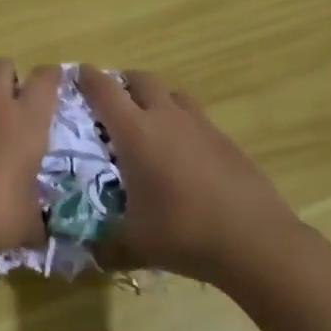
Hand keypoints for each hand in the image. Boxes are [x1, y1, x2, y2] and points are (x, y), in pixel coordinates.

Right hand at [77, 66, 301, 287]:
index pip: (103, 89)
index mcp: (135, 132)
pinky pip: (195, 118)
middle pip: (140, 79)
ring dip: (155, 99)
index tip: (75, 76)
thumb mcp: (134, 245)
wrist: (255, 240)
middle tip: (111, 103)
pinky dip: (181, 124)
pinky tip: (182, 156)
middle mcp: (166, 117)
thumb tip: (89, 254)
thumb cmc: (184, 233)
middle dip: (122, 83)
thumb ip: (105, 247)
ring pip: (172, 93)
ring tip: (147, 125)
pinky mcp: (225, 140)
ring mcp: (200, 125)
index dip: (86, 77)